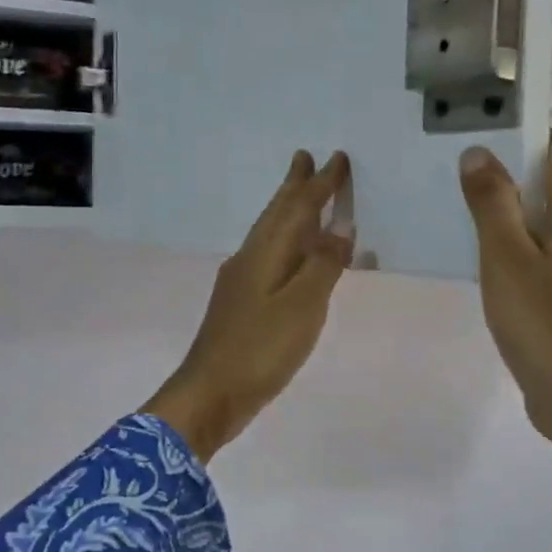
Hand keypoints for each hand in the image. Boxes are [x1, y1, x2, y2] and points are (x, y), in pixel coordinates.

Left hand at [142, 151, 354, 460]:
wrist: (210, 394)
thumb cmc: (259, 349)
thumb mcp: (301, 306)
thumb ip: (322, 265)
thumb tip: (340, 225)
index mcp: (265, 253)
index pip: (297, 207)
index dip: (319, 184)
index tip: (337, 157)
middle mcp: (250, 259)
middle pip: (276, 214)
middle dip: (294, 186)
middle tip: (305, 158)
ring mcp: (242, 282)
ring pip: (272, 235)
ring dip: (289, 212)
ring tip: (304, 197)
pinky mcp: (242, 304)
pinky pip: (273, 260)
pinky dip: (291, 248)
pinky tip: (298, 260)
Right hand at [459, 135, 551, 551]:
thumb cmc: (541, 320)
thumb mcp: (505, 256)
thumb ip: (492, 202)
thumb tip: (478, 153)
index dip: (523, 138)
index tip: (481, 140)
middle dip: (512, 177)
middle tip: (463, 179)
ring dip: (515, 215)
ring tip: (468, 217)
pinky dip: (524, 248)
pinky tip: (491, 264)